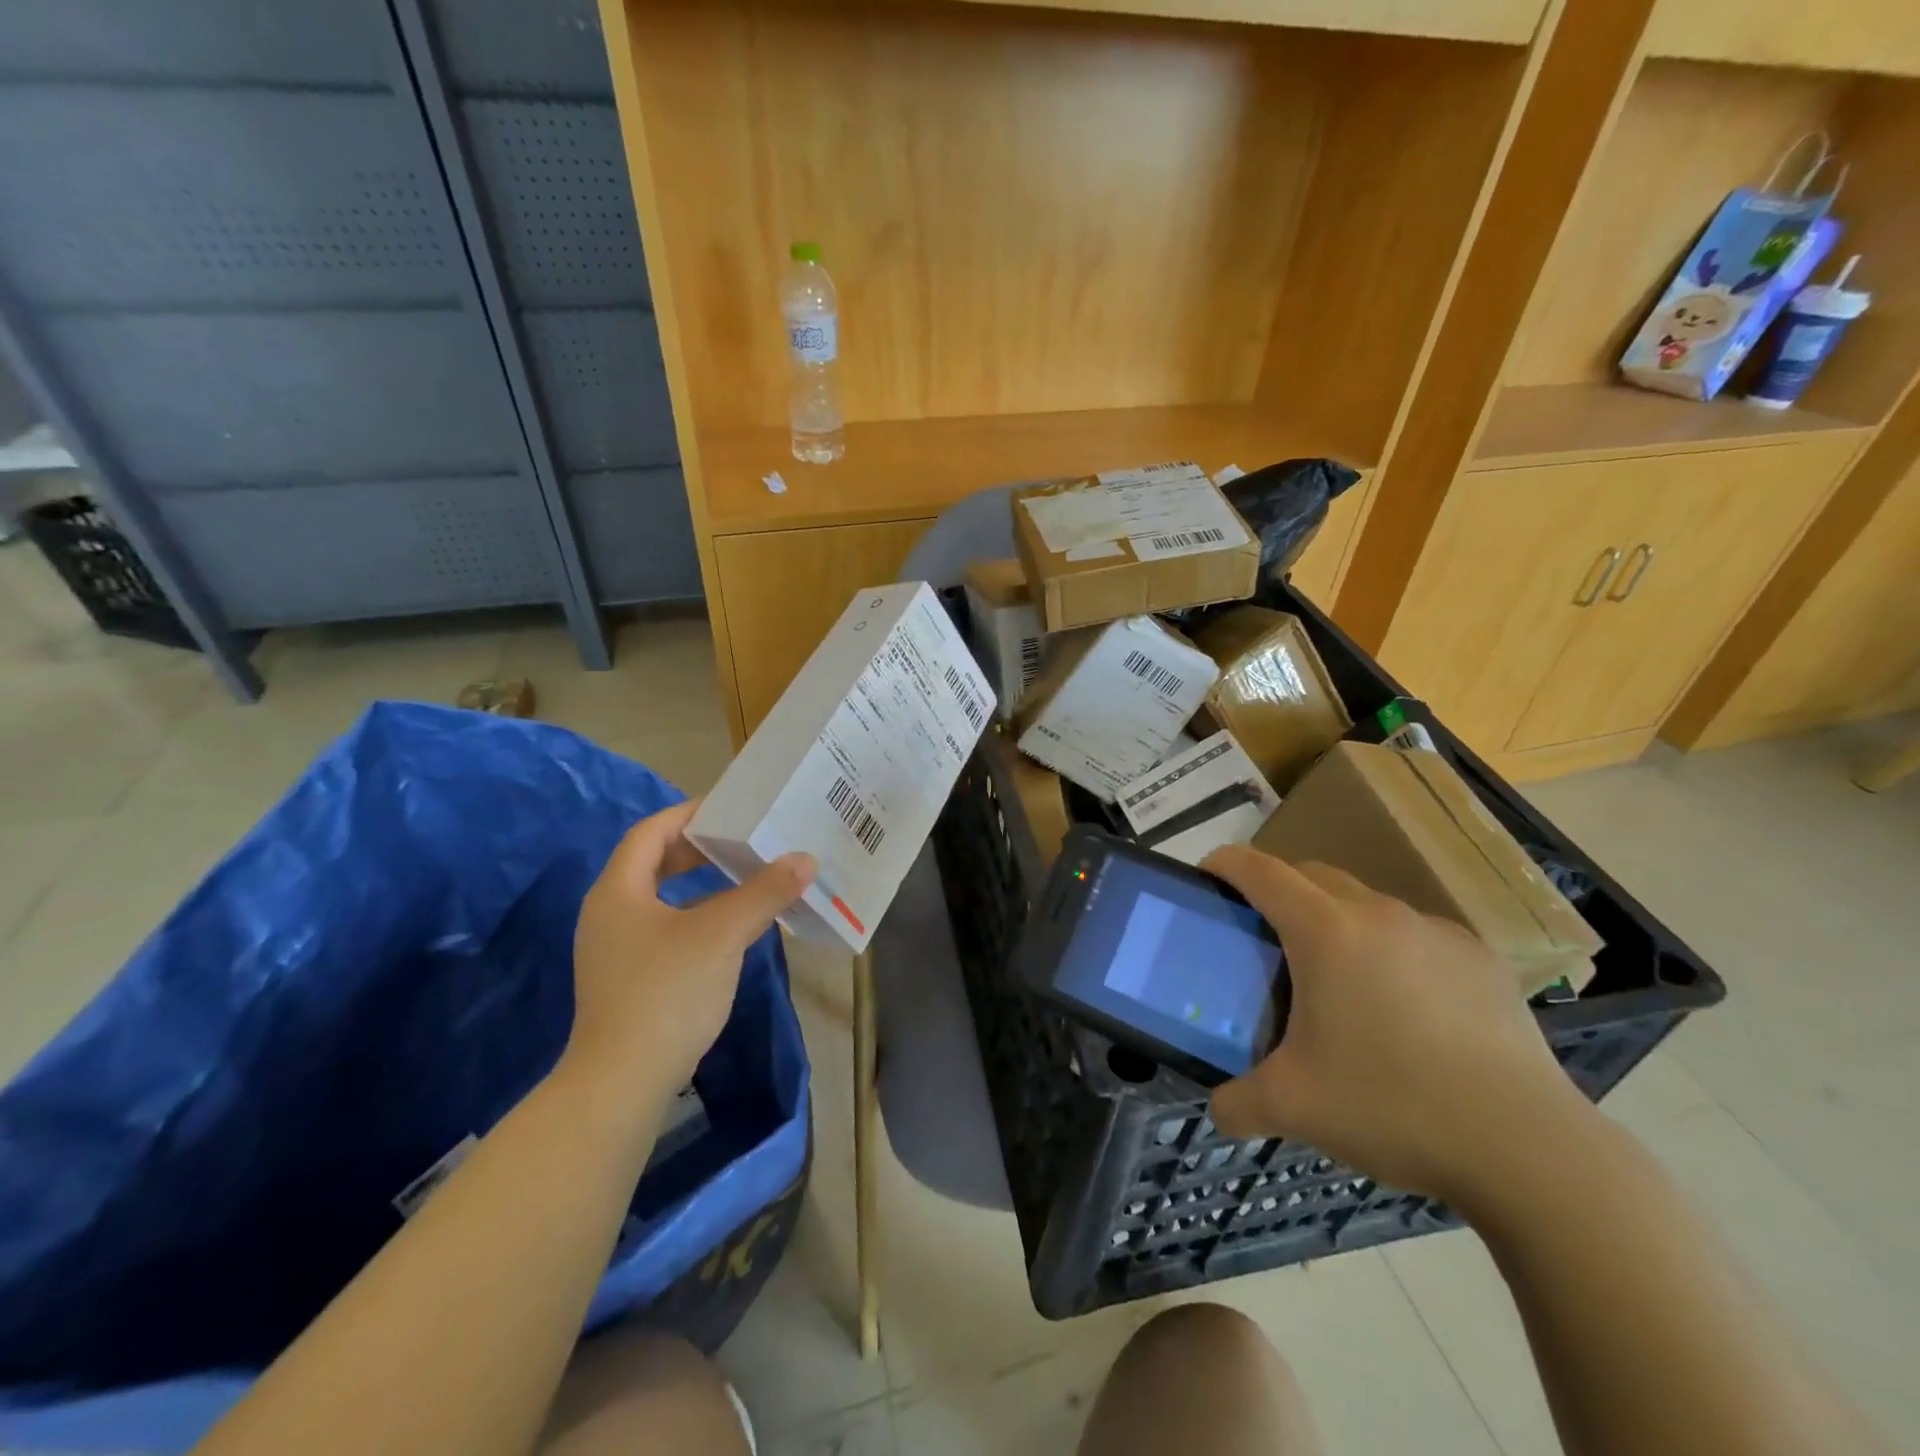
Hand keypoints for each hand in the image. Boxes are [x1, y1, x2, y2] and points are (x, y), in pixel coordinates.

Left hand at [566, 800, 814, 1094]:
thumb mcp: (721, 934)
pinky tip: (731, 928)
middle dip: (697, 848)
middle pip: (652, 862)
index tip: (730, 808)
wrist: (622, 1083)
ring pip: (660, 898)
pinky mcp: (628, 980)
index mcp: (618, 891)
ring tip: (744, 877)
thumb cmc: (666, 992)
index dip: (689, 814)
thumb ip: (764, 892)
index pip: (650, 832)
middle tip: (741, 840)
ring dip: (699, 883)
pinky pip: (665, 928)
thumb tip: (805, 859)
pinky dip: (696, 915)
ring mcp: (615, 950)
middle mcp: (609, 913)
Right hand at [1201, 846, 1588, 1205]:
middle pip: (1311, 874)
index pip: (1259, 871)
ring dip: (1336, 920)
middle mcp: (1378, 914)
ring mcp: (1436, 931)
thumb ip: (1238, 1102)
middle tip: (1265, 936)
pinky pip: (1415, 933)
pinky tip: (1405, 1007)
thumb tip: (1217, 1109)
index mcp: (1325, 932)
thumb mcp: (1294, 1108)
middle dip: (1278, 889)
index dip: (1225, 864)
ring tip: (1337, 979)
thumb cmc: (1393, 1107)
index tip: (1207, 878)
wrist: (1529, 1149)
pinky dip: (1391, 948)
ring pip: (1366, 902)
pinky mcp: (1481, 958)